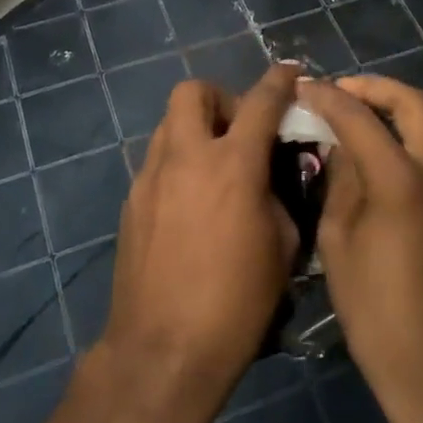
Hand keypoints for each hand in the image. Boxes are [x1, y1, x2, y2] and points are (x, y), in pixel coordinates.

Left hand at [99, 65, 300, 422]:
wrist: (164, 351)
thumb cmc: (237, 303)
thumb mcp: (282, 247)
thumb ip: (279, 195)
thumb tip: (270, 177)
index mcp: (233, 164)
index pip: (261, 101)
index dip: (280, 80)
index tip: (290, 72)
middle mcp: (186, 157)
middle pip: (192, 91)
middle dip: (220, 98)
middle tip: (239, 130)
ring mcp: (150, 177)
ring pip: (168, 123)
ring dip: (195, 129)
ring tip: (214, 166)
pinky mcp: (131, 202)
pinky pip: (156, 161)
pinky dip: (177, 163)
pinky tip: (191, 203)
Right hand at [296, 76, 422, 422]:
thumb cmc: (376, 313)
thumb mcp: (338, 243)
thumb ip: (341, 181)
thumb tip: (340, 144)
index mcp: (404, 182)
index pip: (361, 118)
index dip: (329, 97)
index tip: (304, 87)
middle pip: (413, 104)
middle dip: (374, 88)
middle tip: (340, 91)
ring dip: (396, 110)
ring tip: (358, 116)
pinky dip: (410, 138)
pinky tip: (382, 152)